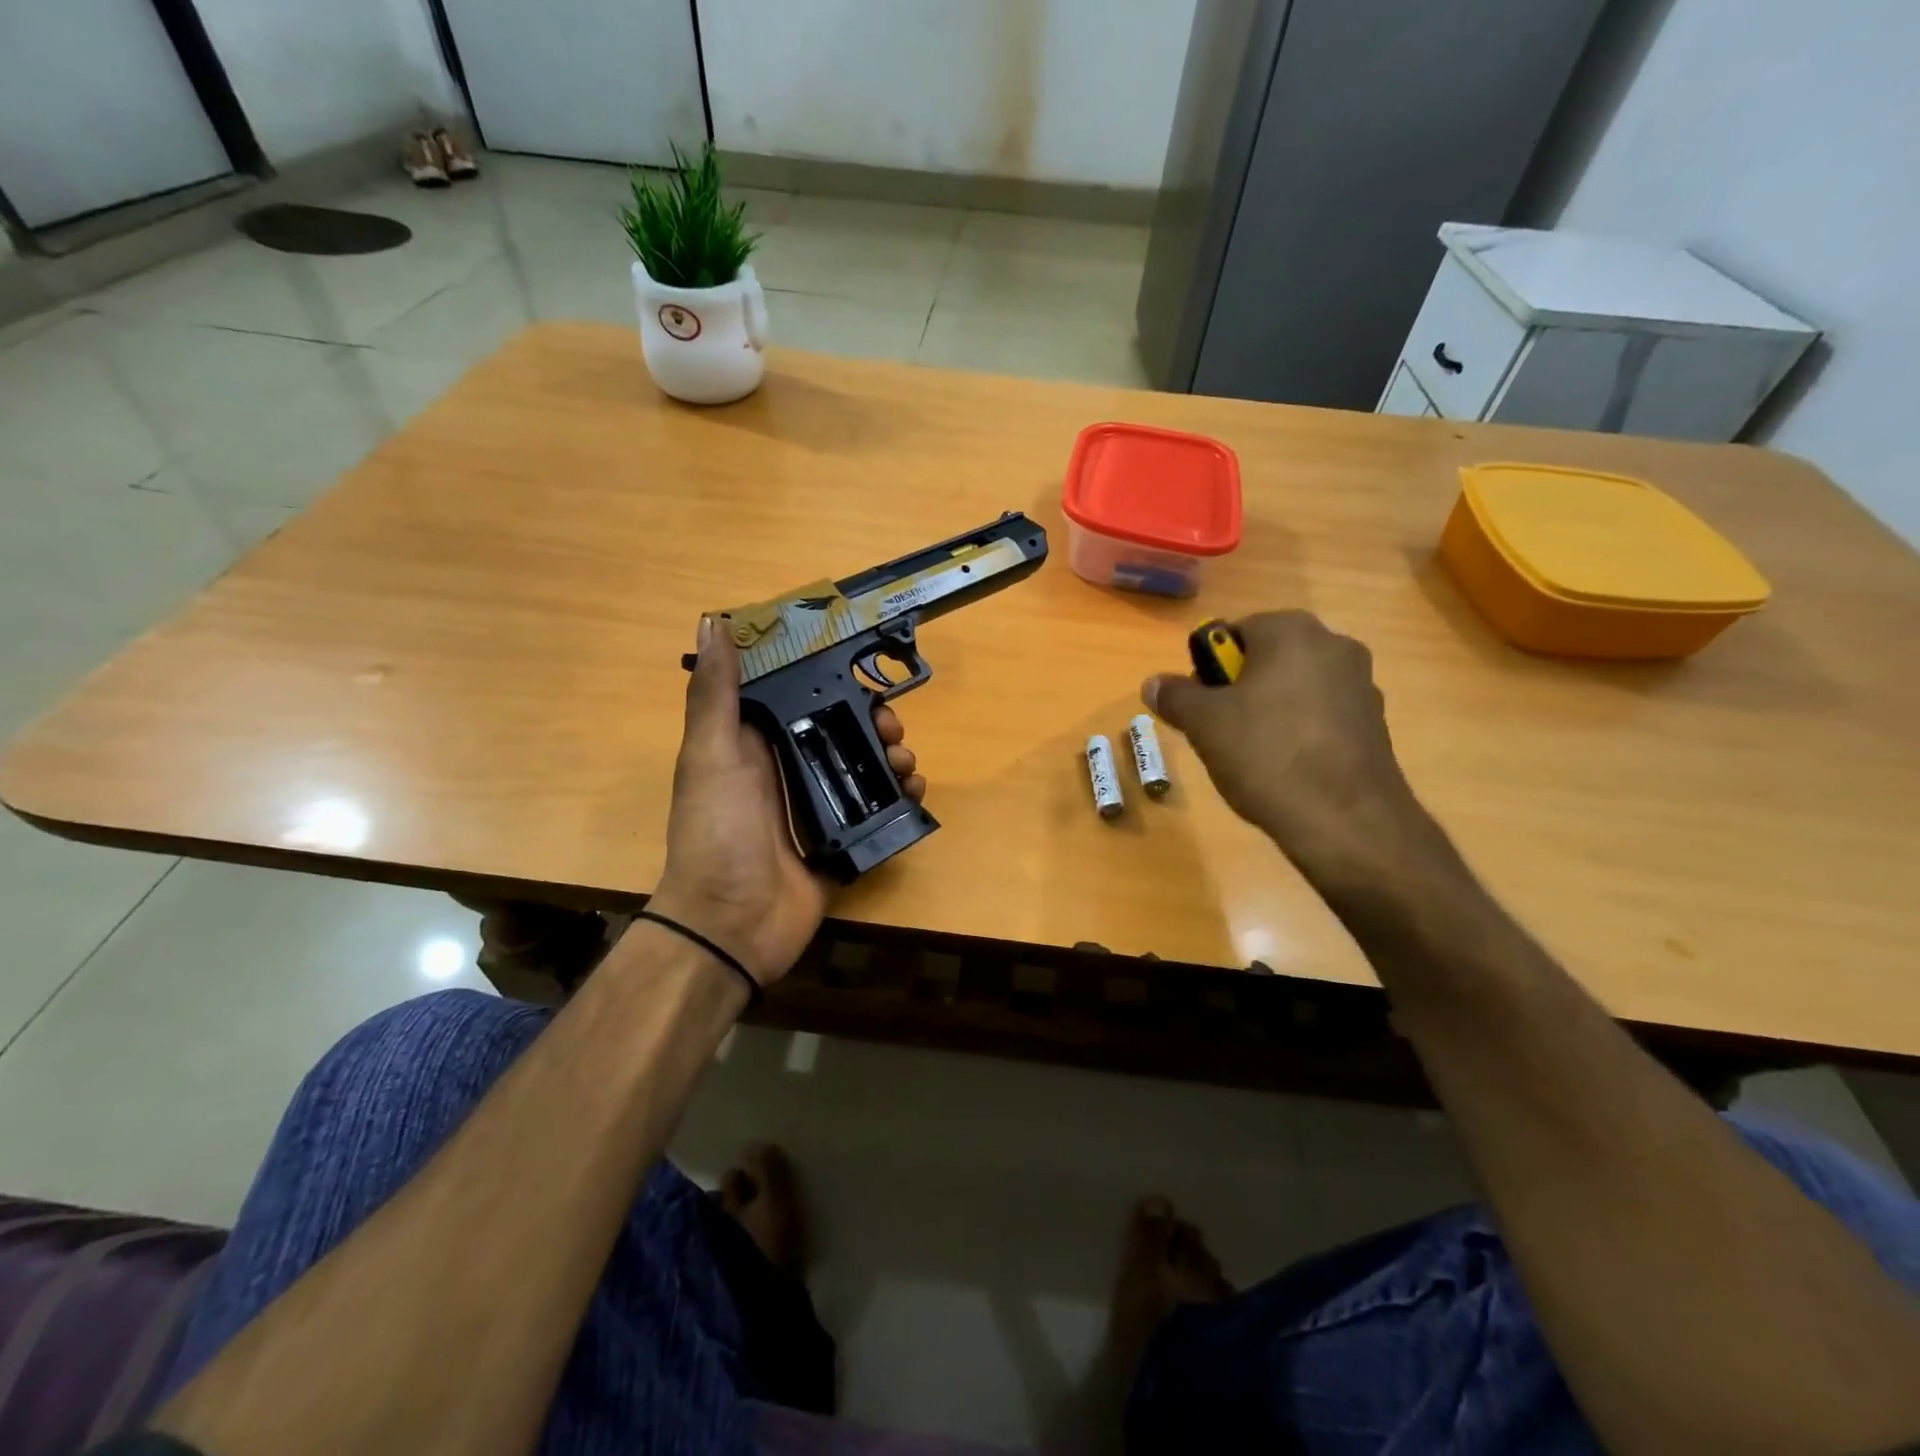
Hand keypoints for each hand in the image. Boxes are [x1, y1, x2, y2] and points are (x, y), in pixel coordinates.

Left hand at [650, 618, 925, 987]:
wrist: (732, 925)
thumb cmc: (718, 831)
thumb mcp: (712, 754)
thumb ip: (715, 692)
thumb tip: (713, 621)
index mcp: (750, 744)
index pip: (794, 696)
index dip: (825, 677)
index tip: (858, 663)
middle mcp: (783, 770)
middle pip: (836, 730)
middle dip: (869, 720)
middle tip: (891, 726)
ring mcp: (812, 809)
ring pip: (860, 768)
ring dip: (889, 757)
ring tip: (906, 762)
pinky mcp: (838, 843)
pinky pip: (875, 812)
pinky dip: (898, 799)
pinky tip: (914, 792)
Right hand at [1143, 611, 1426, 887]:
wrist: (1345, 820)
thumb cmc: (1266, 754)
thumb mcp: (1204, 724)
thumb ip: (1176, 696)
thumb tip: (1153, 683)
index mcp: (1292, 631)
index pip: (1235, 632)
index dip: (1208, 667)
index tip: (1199, 704)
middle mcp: (1334, 645)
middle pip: (1268, 658)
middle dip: (1239, 688)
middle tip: (1218, 729)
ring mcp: (1361, 684)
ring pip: (1295, 687)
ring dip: (1269, 710)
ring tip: (1251, 754)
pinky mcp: (1375, 723)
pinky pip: (1321, 715)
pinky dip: (1299, 731)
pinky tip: (1285, 768)